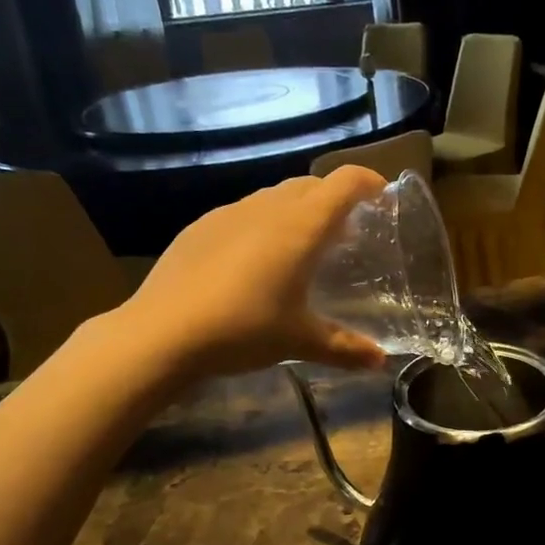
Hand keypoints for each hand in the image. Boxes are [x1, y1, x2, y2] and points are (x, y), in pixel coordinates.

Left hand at [102, 168, 389, 380]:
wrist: (162, 332)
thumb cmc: (245, 328)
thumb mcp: (300, 341)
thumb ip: (345, 348)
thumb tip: (380, 361)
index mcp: (301, 225)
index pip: (344, 182)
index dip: (368, 182)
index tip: (382, 197)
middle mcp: (267, 207)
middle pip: (310, 185)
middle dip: (333, 200)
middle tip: (345, 233)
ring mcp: (229, 213)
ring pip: (274, 197)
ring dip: (296, 212)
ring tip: (300, 248)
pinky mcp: (200, 227)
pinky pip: (243, 214)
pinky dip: (262, 226)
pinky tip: (252, 263)